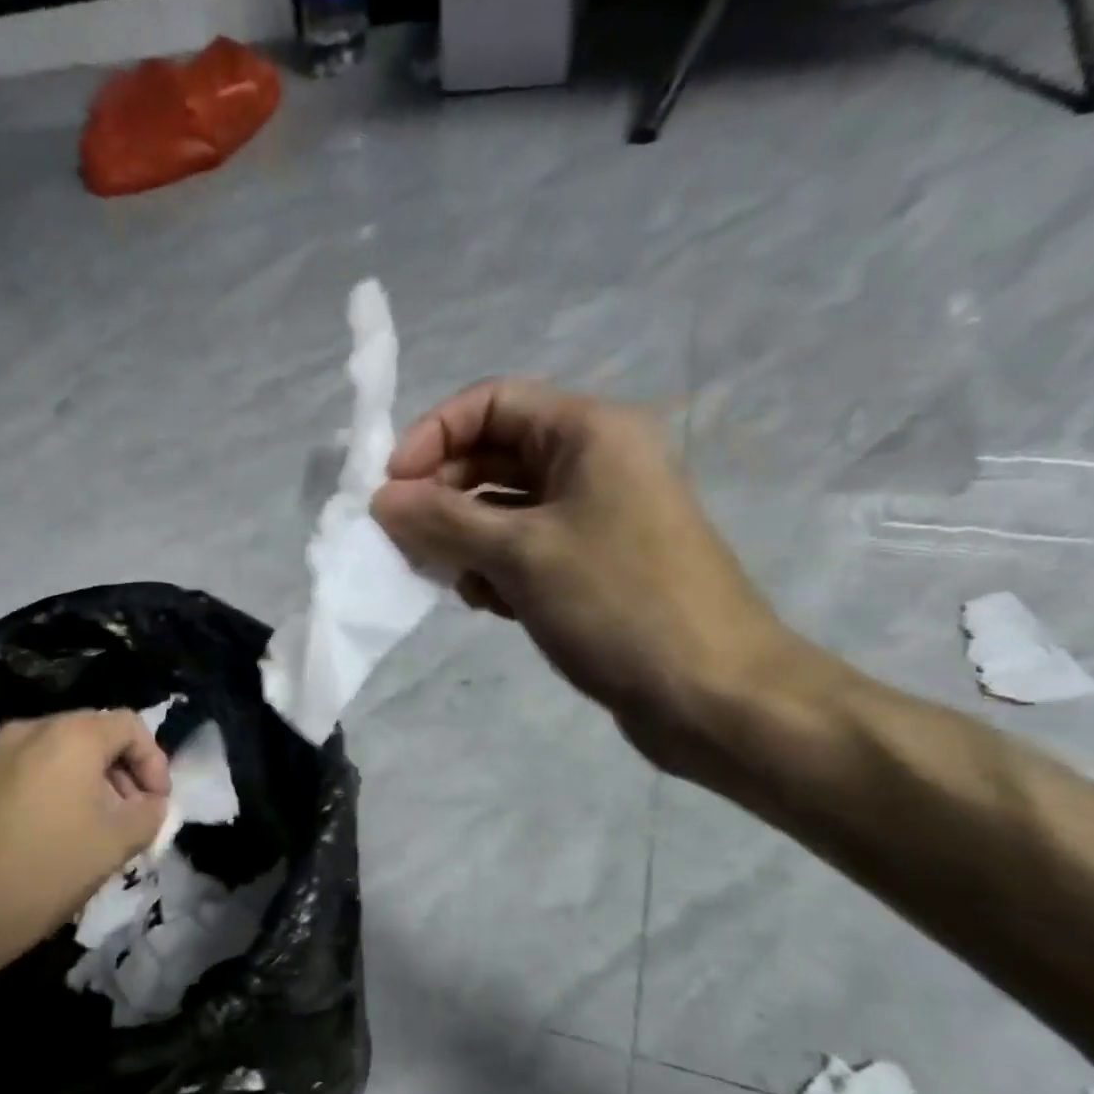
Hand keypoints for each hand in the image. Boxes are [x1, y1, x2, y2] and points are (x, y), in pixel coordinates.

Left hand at [0, 710, 170, 1014]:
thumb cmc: (43, 871)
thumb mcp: (114, 844)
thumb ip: (149, 814)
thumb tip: (151, 804)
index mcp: (70, 735)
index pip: (129, 725)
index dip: (154, 762)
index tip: (158, 805)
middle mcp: (30, 729)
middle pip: (94, 735)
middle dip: (123, 774)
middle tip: (132, 820)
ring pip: (61, 755)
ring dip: (92, 785)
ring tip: (97, 833)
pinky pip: (31, 771)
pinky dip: (58, 792)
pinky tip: (57, 838)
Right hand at [371, 378, 803, 772]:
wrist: (710, 691)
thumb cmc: (617, 604)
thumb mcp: (520, 554)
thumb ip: (443, 521)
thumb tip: (382, 499)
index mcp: (589, 432)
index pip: (491, 403)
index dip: (432, 436)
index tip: (389, 489)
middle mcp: (594, 462)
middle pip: (494, 455)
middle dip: (443, 495)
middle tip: (405, 542)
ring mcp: (596, 516)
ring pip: (504, 508)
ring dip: (465, 538)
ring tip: (453, 580)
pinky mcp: (593, 564)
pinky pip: (525, 548)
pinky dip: (496, 567)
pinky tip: (490, 604)